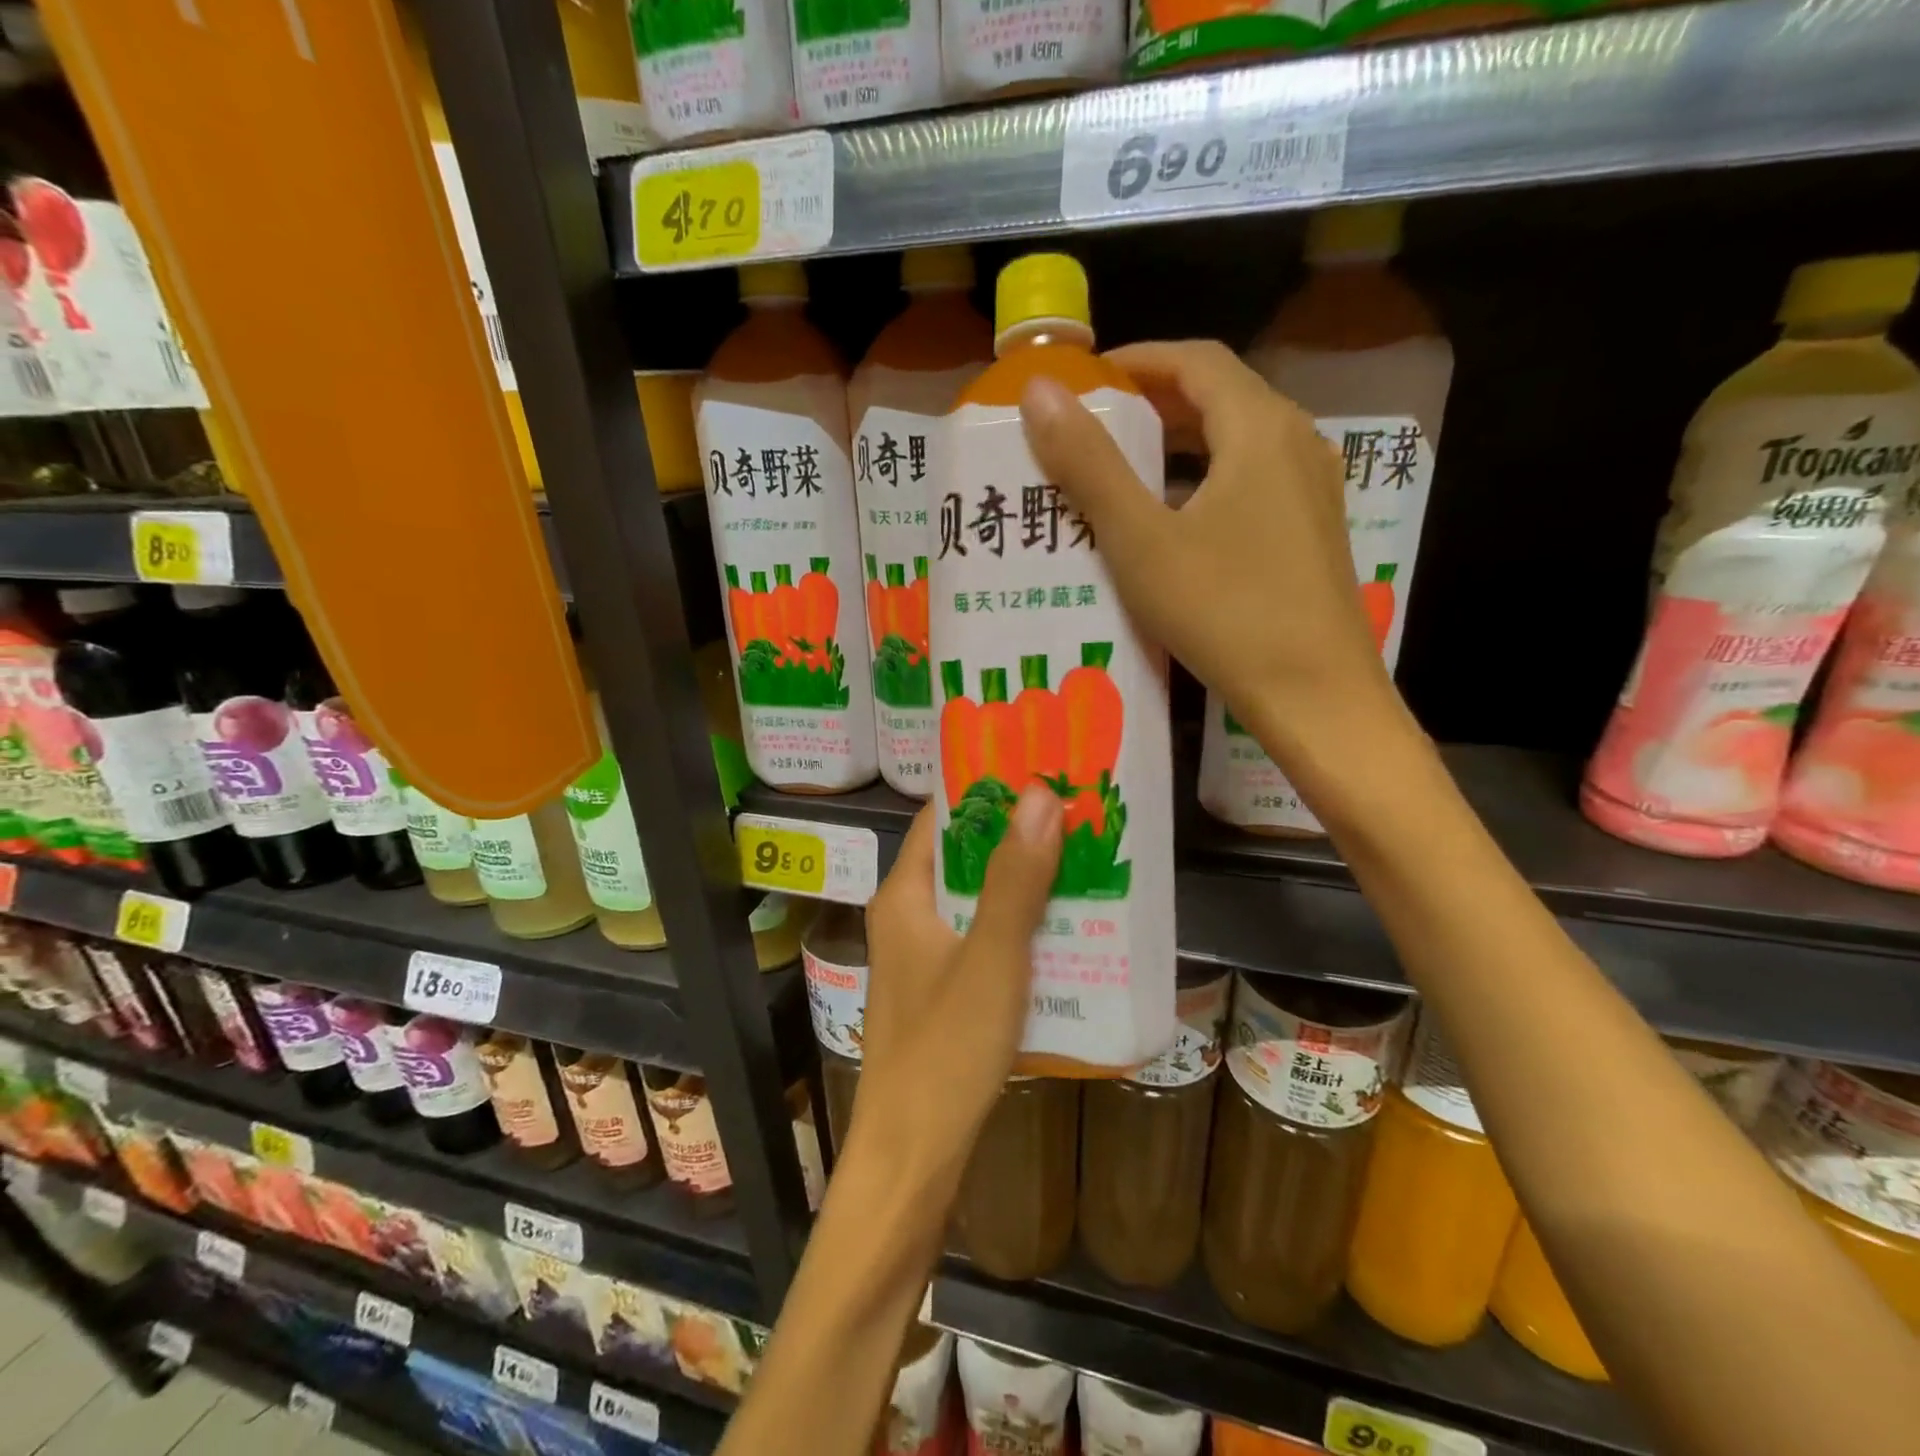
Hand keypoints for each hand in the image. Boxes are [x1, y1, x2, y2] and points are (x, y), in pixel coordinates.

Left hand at [852, 785, 1062, 1193]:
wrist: (913, 1156)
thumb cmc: (945, 1048)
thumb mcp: (991, 956)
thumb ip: (1016, 878)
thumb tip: (1040, 794)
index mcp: (904, 895)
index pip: (941, 818)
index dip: (986, 790)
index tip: (1040, 770)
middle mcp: (908, 917)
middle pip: (964, 858)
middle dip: (1017, 836)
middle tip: (1078, 814)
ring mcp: (924, 957)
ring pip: (978, 901)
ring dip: (1024, 882)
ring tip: (1085, 861)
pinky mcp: (943, 992)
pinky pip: (985, 940)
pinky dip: (1020, 927)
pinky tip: (1067, 930)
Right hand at [1018, 339, 1396, 769]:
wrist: (1315, 695)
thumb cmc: (1223, 612)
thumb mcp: (1141, 540)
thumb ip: (1089, 464)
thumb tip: (1039, 391)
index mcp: (1259, 427)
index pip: (1193, 361)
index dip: (1135, 361)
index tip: (1084, 382)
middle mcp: (1296, 442)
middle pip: (1218, 396)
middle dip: (1152, 403)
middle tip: (1092, 428)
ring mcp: (1312, 489)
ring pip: (1236, 442)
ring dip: (1178, 445)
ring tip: (1122, 471)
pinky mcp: (1313, 531)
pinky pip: (1251, 481)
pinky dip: (1204, 481)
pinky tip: (1172, 523)